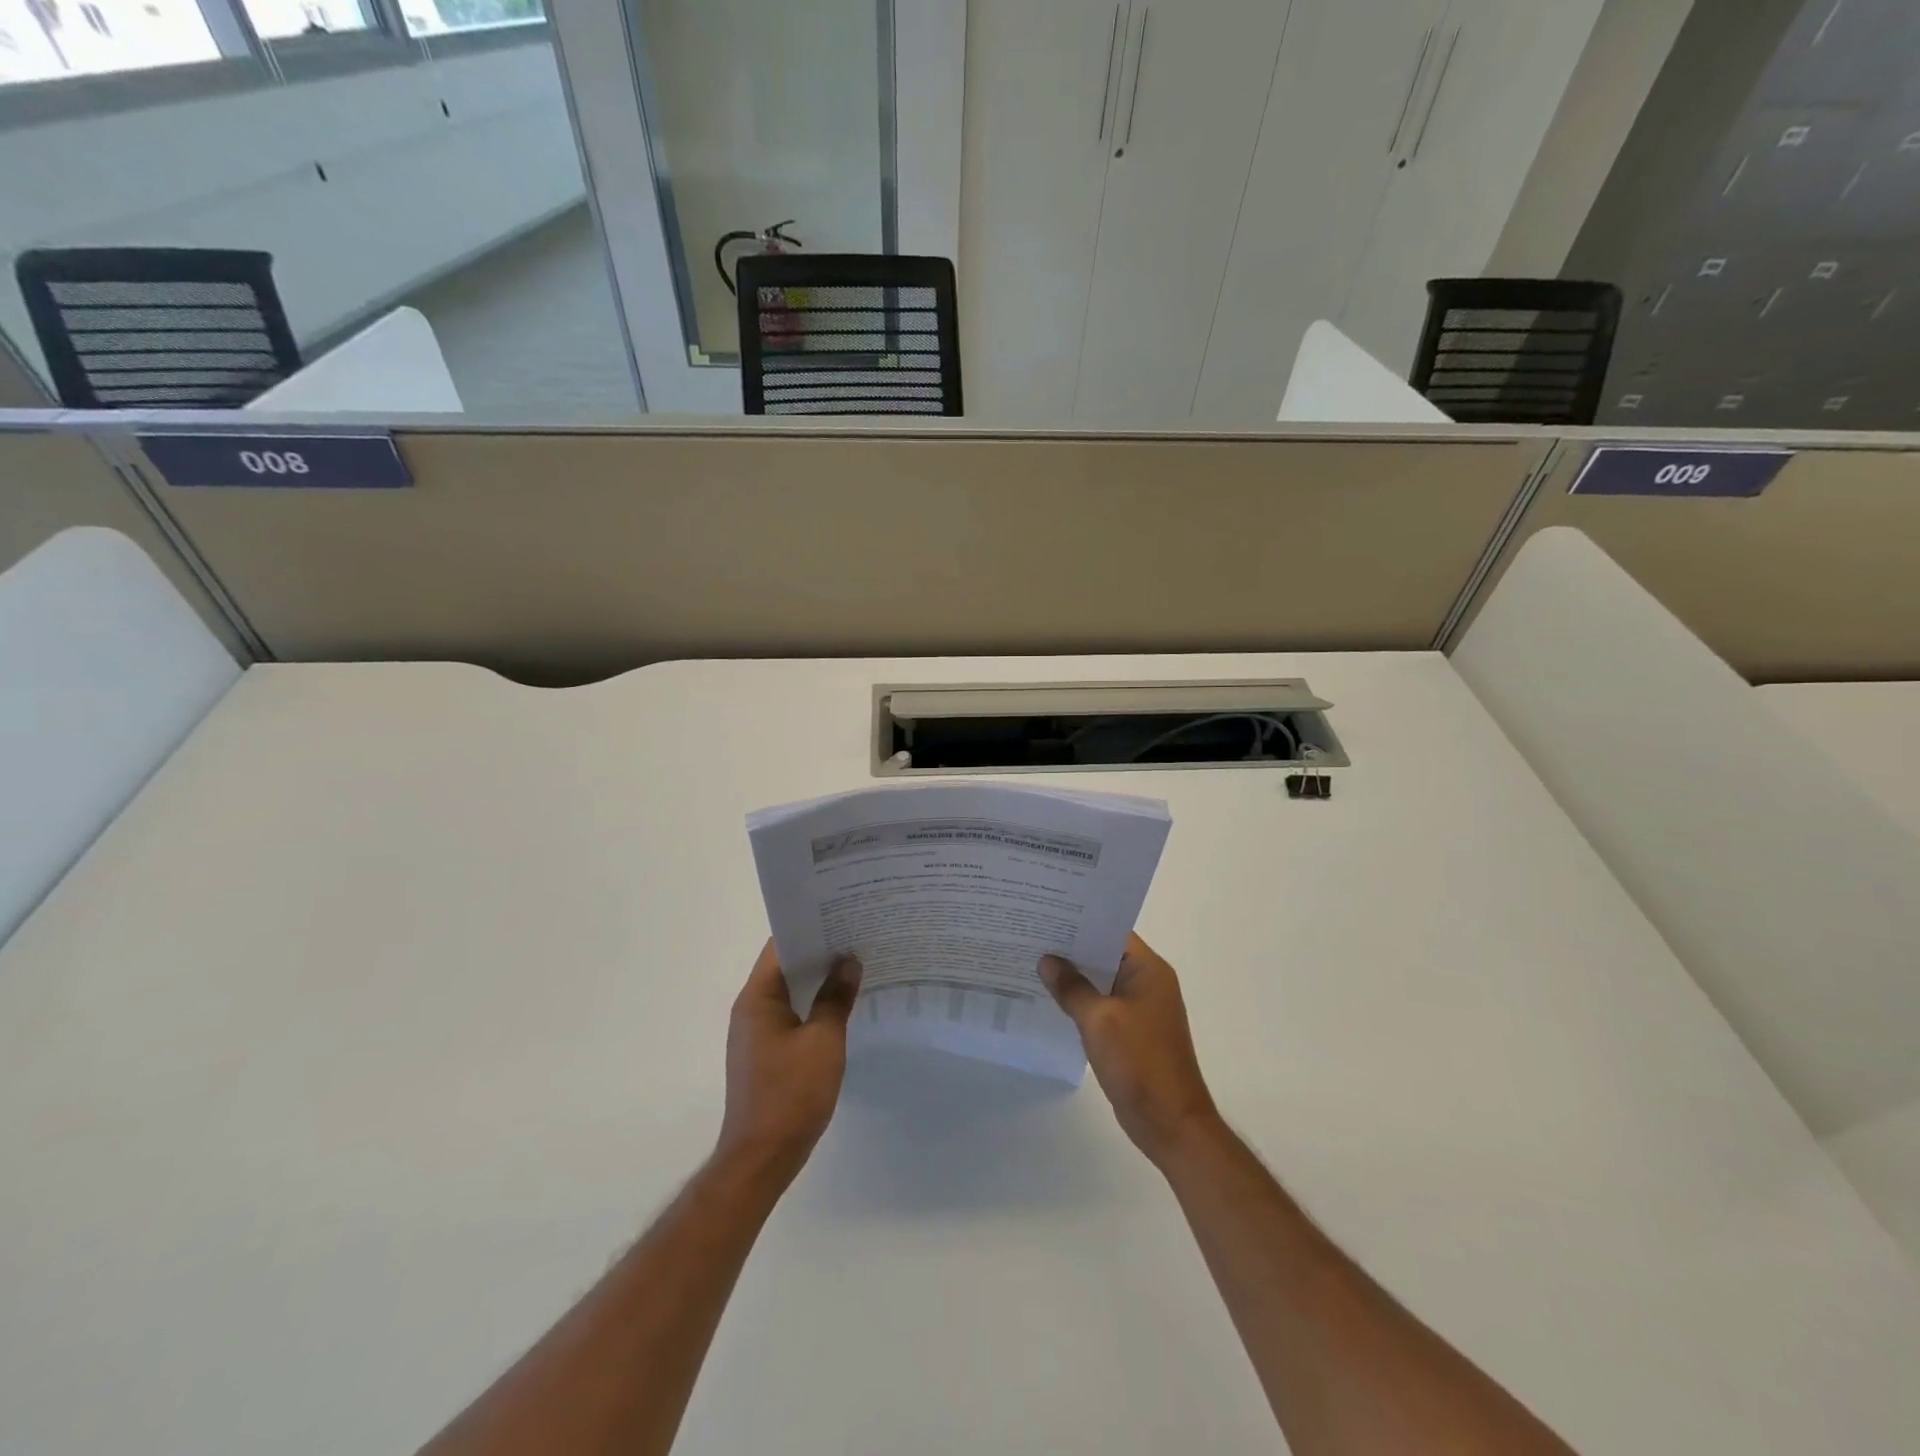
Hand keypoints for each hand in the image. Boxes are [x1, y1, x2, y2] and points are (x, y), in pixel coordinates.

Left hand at [718, 941, 860, 1180]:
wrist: (761, 1158)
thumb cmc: (791, 1094)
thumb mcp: (823, 1041)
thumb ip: (836, 998)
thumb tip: (849, 961)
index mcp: (758, 998)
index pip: (781, 945)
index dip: (811, 927)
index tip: (843, 914)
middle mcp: (751, 1008)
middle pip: (785, 966)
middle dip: (820, 951)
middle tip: (858, 935)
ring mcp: (756, 1032)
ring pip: (789, 992)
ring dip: (818, 979)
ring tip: (856, 964)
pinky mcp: (765, 1053)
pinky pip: (791, 1015)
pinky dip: (813, 1004)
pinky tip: (842, 1005)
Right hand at [1040, 933, 1219, 1165]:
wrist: (1170, 1123)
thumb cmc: (1139, 1062)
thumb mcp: (1099, 1020)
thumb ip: (1071, 987)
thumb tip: (1046, 960)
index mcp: (1148, 970)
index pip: (1112, 931)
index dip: (1080, 921)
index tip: (1047, 912)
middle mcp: (1147, 982)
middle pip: (1104, 954)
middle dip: (1071, 947)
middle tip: (1031, 933)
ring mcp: (1139, 1008)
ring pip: (1100, 980)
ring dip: (1073, 975)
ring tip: (1033, 960)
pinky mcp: (1130, 1031)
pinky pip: (1100, 1004)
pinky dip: (1079, 1000)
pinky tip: (1050, 998)